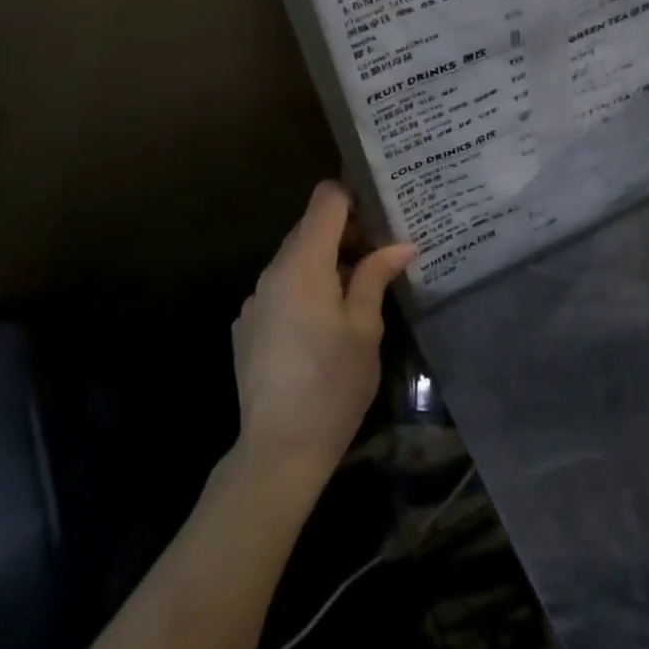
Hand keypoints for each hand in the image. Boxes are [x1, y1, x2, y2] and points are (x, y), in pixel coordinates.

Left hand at [231, 181, 416, 483]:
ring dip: (324, 263)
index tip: (380, 220)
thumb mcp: (365, 328)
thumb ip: (376, 276)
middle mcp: (273, 271)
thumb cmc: (333, 384)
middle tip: (378, 259)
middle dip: (345, 234)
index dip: (354, 198)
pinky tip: (321, 326)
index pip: (325, 199)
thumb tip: (400, 245)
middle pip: (309, 227)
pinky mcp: (247, 325)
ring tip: (354, 293)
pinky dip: (303, 289)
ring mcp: (255, 299)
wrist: (278, 450)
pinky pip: (279, 288)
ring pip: (294, 259)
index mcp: (304, 263)